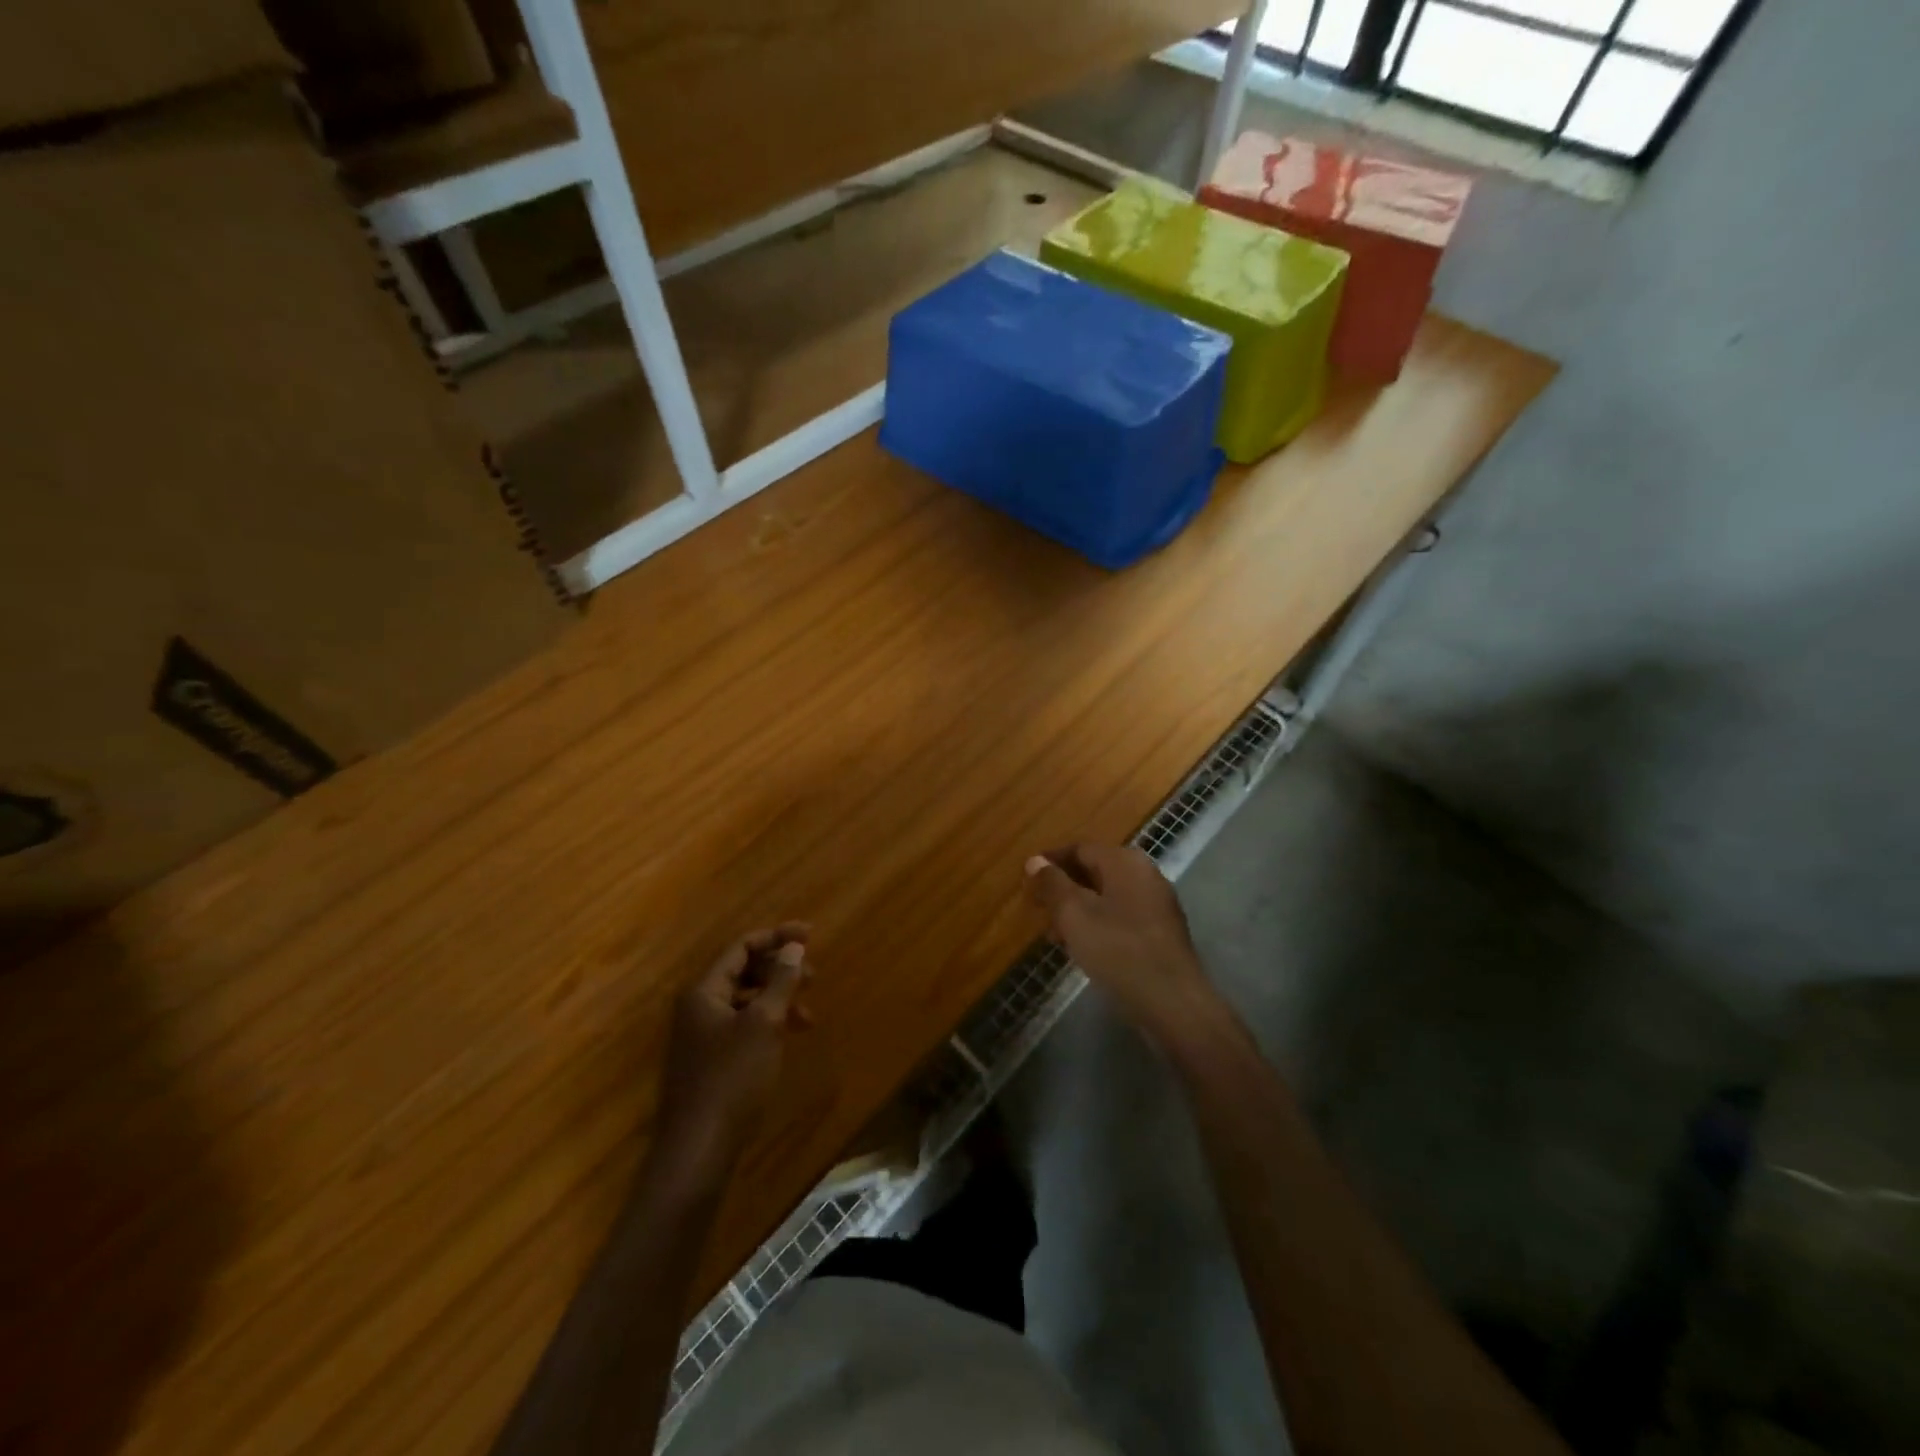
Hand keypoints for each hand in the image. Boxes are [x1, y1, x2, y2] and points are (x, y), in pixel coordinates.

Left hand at [650, 923, 814, 1189]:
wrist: (698, 1149)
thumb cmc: (732, 1078)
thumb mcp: (764, 1024)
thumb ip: (780, 981)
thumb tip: (794, 947)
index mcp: (704, 991)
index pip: (741, 947)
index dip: (777, 937)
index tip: (811, 935)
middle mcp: (698, 1007)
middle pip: (742, 971)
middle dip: (779, 969)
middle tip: (814, 976)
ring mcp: (700, 1036)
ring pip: (745, 1001)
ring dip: (777, 999)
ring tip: (808, 1015)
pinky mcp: (709, 1061)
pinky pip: (742, 1026)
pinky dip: (767, 1023)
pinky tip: (787, 1037)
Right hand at [1025, 844, 1218, 1042]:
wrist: (1172, 1002)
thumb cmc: (1117, 950)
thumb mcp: (1074, 913)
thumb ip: (1052, 884)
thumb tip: (1036, 860)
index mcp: (1125, 862)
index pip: (1081, 848)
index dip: (1051, 861)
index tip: (1027, 878)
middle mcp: (1145, 875)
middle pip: (1095, 871)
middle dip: (1064, 888)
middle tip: (1038, 909)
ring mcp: (1157, 905)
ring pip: (1108, 896)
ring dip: (1079, 909)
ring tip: (1055, 935)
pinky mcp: (1161, 933)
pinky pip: (1122, 917)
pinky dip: (1098, 924)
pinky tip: (1083, 948)